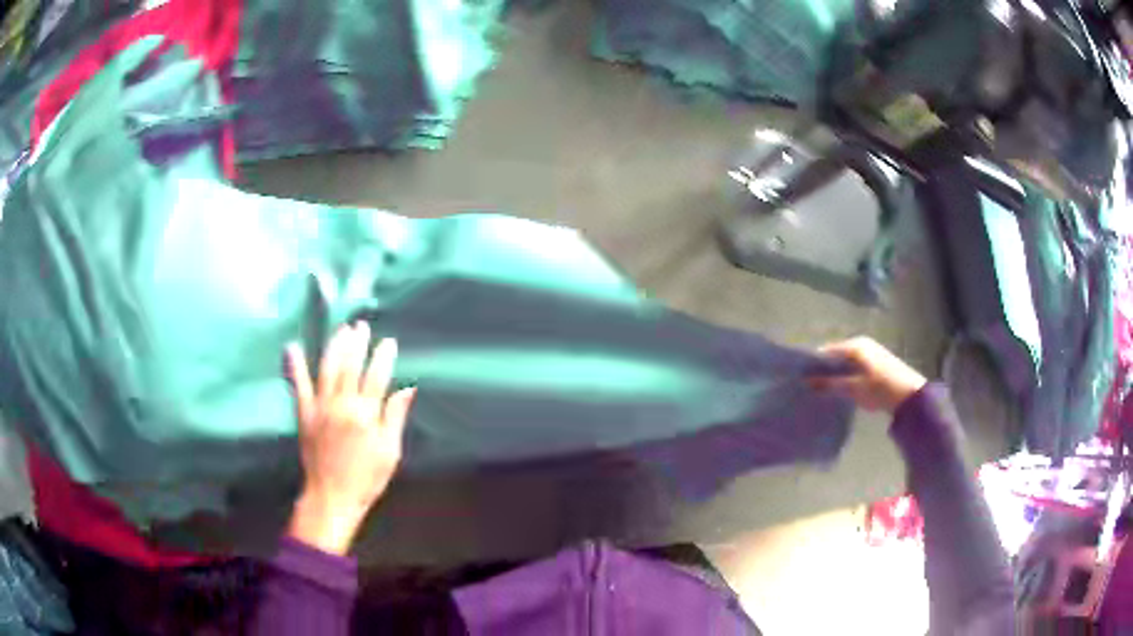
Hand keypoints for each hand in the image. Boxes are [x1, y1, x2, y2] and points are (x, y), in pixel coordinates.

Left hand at [284, 323, 416, 555]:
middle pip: (350, 366)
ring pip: (327, 368)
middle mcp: (342, 405)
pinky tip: (292, 346)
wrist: (332, 497)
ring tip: (341, 330)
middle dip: (357, 343)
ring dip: (335, 346)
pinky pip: (299, 385)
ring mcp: (321, 407)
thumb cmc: (366, 479)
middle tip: (362, 326)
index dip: (383, 357)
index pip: (376, 377)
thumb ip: (395, 418)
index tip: (388, 342)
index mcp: (366, 415)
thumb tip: (407, 389)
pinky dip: (295, 365)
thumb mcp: (390, 453)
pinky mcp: (304, 414)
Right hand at [811, 337, 926, 412]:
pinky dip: (845, 377)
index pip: (827, 351)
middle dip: (823, 370)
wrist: (909, 396)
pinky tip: (840, 390)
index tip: (800, 378)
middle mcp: (861, 344)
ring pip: (845, 363)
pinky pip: (853, 368)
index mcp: (855, 345)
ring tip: (821, 391)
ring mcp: (869, 354)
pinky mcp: (875, 365)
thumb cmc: (879, 388)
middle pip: (835, 356)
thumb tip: (806, 382)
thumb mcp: (853, 388)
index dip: (813, 364)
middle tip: (809, 387)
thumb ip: (829, 384)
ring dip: (834, 375)